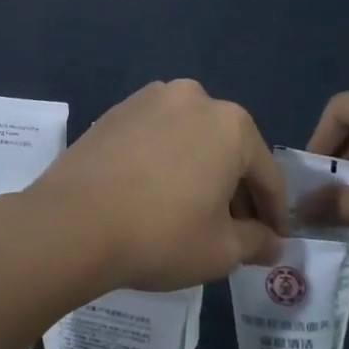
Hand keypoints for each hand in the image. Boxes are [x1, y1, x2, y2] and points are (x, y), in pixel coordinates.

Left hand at [19, 79, 287, 293]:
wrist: (73, 221)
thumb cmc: (161, 234)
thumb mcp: (221, 250)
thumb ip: (256, 241)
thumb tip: (270, 241)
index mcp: (231, 124)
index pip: (265, 173)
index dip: (274, 212)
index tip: (275, 240)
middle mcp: (194, 97)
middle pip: (229, 149)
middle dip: (236, 189)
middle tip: (237, 231)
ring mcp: (151, 98)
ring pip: (192, 138)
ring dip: (201, 170)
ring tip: (195, 212)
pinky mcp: (118, 109)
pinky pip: (158, 135)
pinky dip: (168, 159)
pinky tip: (158, 192)